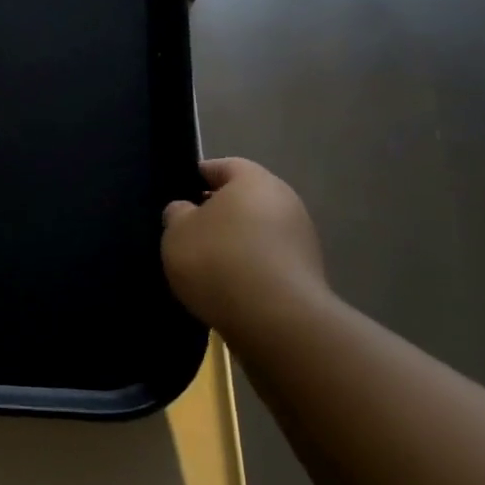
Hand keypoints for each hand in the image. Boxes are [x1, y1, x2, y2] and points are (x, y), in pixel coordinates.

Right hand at [161, 158, 328, 344]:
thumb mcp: (177, 232)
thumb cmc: (218, 260)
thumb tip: (186, 209)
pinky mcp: (307, 272)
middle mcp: (285, 201)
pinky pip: (268, 258)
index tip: (177, 194)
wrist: (274, 318)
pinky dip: (249, 266)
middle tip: (188, 231)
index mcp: (254, 180)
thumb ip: (177, 213)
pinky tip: (228, 285)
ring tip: (205, 264)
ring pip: (258, 229)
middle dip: (217, 211)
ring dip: (235, 241)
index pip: (222, 166)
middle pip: (244, 198)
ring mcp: (301, 237)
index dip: (196, 177)